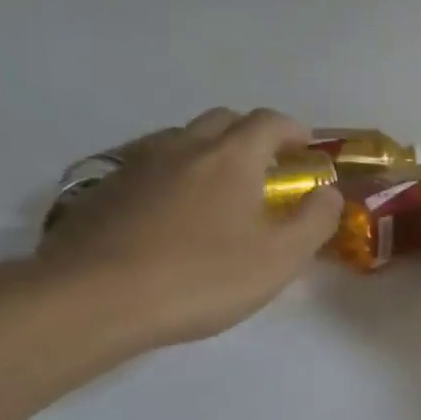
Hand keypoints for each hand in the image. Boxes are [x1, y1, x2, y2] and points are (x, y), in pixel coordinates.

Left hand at [36, 108, 342, 348]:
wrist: (92, 300)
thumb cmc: (201, 277)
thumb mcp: (280, 258)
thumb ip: (315, 220)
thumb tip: (328, 193)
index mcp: (231, 156)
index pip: (269, 121)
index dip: (293, 130)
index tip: (306, 151)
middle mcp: (184, 146)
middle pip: (223, 120)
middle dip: (251, 135)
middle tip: (266, 169)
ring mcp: (137, 164)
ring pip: (182, 139)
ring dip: (209, 151)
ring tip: (218, 190)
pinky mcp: (103, 190)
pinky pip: (149, 166)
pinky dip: (172, 174)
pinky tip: (171, 214)